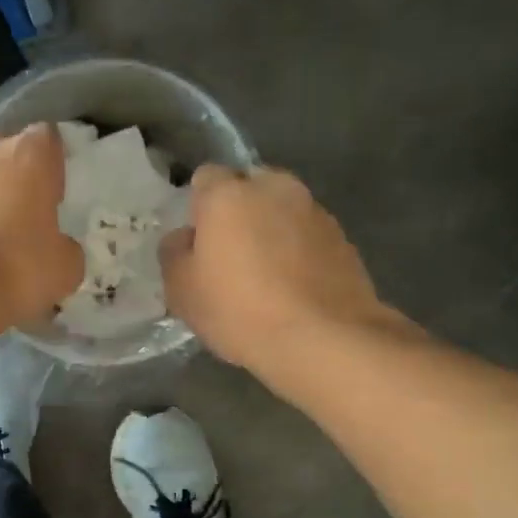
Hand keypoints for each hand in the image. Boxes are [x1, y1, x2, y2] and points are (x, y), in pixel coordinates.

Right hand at [163, 166, 410, 376]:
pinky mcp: (343, 239)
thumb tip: (184, 238)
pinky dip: (299, 252)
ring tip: (267, 278)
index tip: (199, 241)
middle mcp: (275, 189)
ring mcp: (314, 211)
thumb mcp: (182, 291)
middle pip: (249, 189)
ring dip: (272, 232)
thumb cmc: (240, 310)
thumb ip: (174, 254)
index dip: (199, 207)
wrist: (324, 340)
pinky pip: (308, 237)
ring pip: (282, 212)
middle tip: (231, 257)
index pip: (206, 178)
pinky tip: (295, 290)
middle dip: (239, 213)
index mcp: (229, 193)